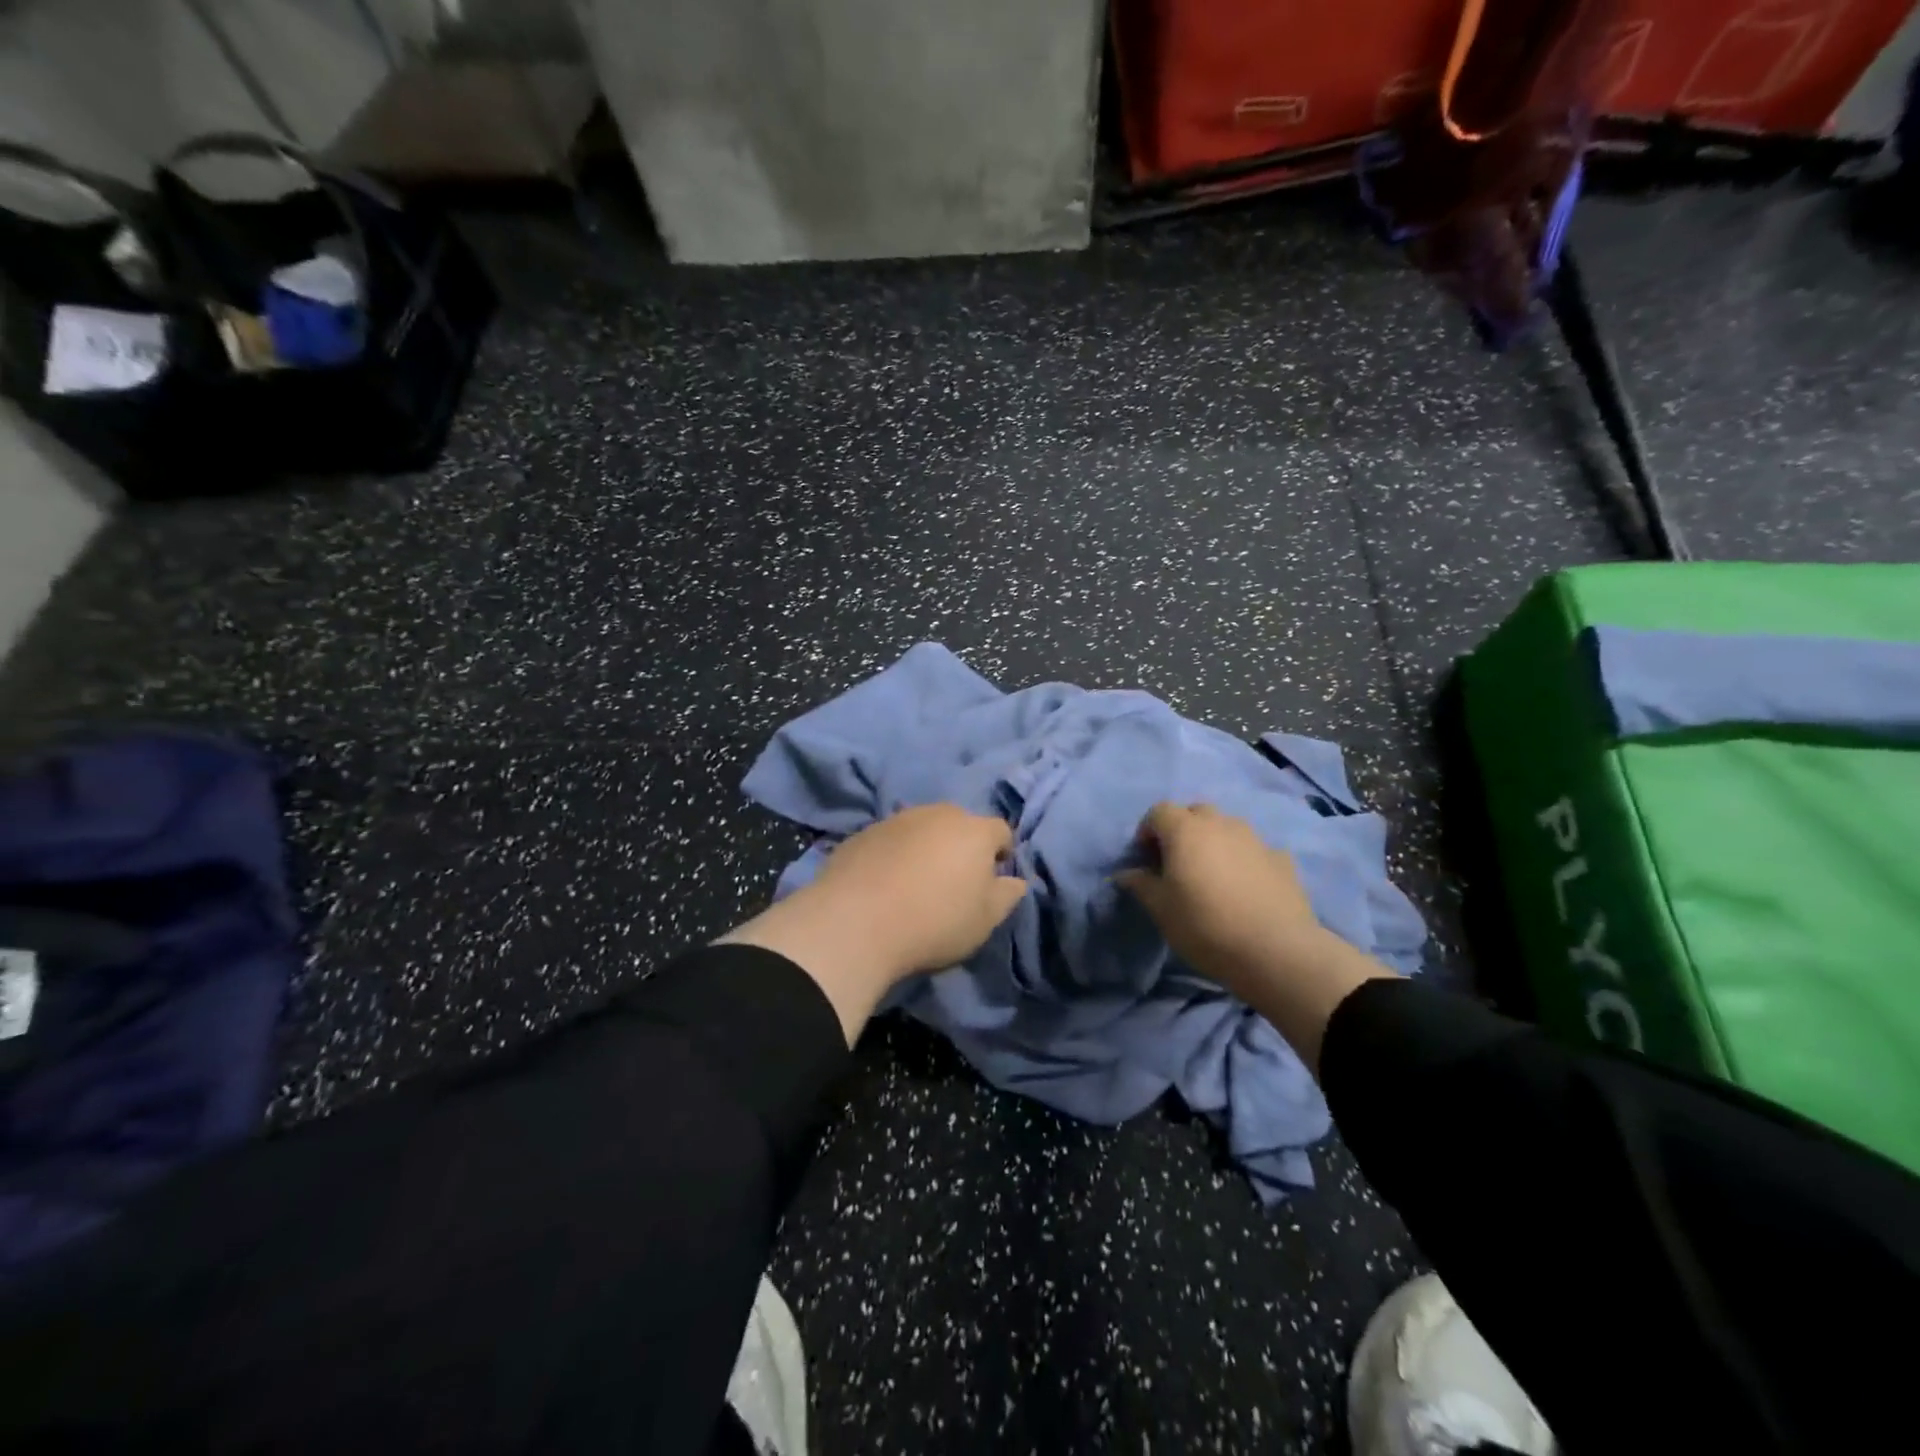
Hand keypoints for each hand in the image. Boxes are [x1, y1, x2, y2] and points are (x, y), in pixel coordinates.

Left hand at [722, 805, 1026, 1043]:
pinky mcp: (863, 833)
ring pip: (923, 829)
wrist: (855, 922)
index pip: (1001, 831)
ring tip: (916, 884)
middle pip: (960, 825)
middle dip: (962, 847)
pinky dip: (895, 856)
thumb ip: (1007, 895)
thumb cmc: (935, 922)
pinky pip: (891, 841)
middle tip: (954, 883)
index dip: (1001, 854)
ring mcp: (897, 819)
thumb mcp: (985, 920)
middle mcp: (937, 813)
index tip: (991, 881)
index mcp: (974, 830)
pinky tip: (885, 885)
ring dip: (926, 849)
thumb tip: (1015, 880)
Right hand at [1116, 803, 1321, 994]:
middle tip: (1177, 863)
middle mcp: (1221, 824)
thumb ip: (1141, 884)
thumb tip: (1126, 873)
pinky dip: (1244, 859)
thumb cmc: (1205, 925)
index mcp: (1185, 830)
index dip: (1148, 831)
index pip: (1159, 811)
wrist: (1276, 951)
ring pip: (1227, 827)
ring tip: (1213, 875)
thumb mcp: (1161, 910)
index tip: (1146, 859)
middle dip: (1182, 830)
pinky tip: (1246, 888)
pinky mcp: (1282, 859)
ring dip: (1215, 842)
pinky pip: (1255, 850)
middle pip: (1195, 812)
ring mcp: (1255, 839)